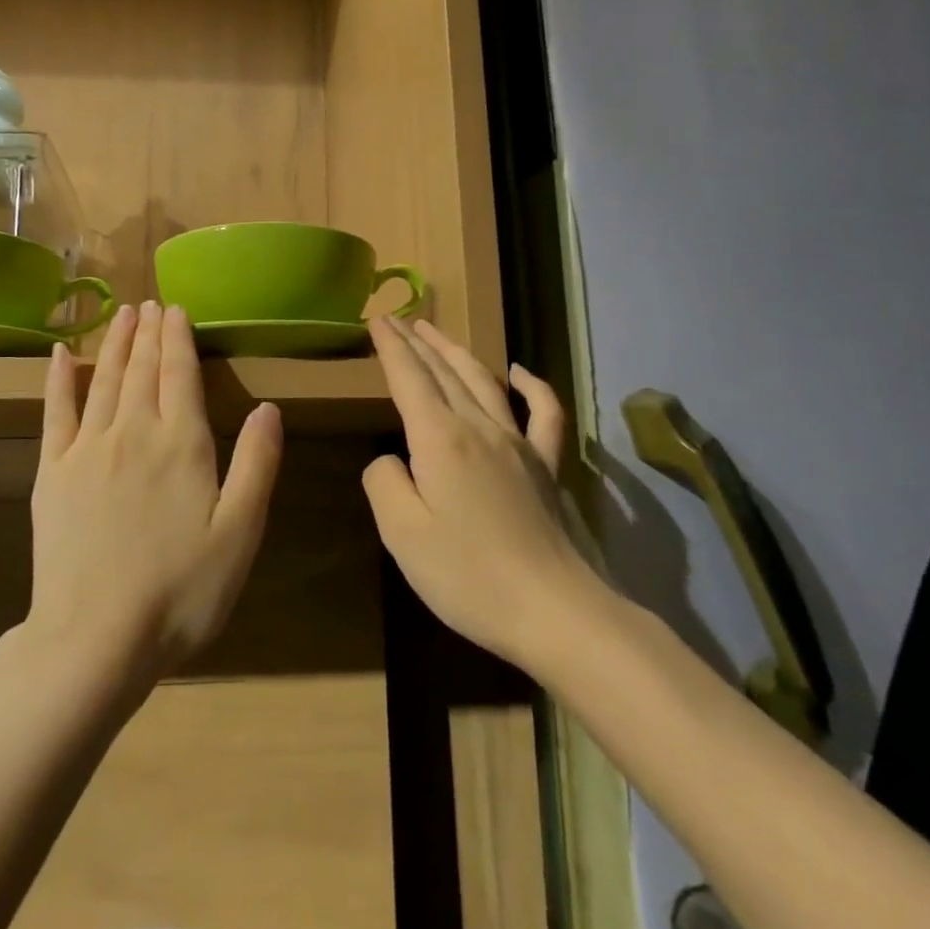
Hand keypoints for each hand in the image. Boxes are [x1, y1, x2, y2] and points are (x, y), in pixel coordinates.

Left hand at [29, 301, 282, 683]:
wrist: (94, 638)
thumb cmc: (180, 591)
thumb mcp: (239, 534)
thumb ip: (256, 465)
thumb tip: (268, 408)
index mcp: (181, 444)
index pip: (180, 374)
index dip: (179, 338)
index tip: (176, 309)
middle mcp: (133, 432)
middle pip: (142, 369)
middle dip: (148, 332)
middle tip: (150, 302)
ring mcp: (86, 449)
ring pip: (104, 380)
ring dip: (114, 343)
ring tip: (121, 313)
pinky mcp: (50, 472)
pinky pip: (54, 412)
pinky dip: (59, 379)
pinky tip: (62, 355)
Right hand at [363, 318, 587, 666]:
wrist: (553, 610)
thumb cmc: (467, 575)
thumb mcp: (402, 534)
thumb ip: (385, 484)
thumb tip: (391, 460)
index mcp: (440, 439)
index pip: (409, 378)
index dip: (391, 347)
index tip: (377, 318)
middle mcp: (480, 428)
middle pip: (444, 372)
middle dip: (418, 342)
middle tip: (398, 318)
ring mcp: (519, 444)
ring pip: (484, 382)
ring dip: (457, 353)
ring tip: (436, 332)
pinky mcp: (546, 466)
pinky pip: (544, 414)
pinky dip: (533, 386)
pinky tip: (520, 373)